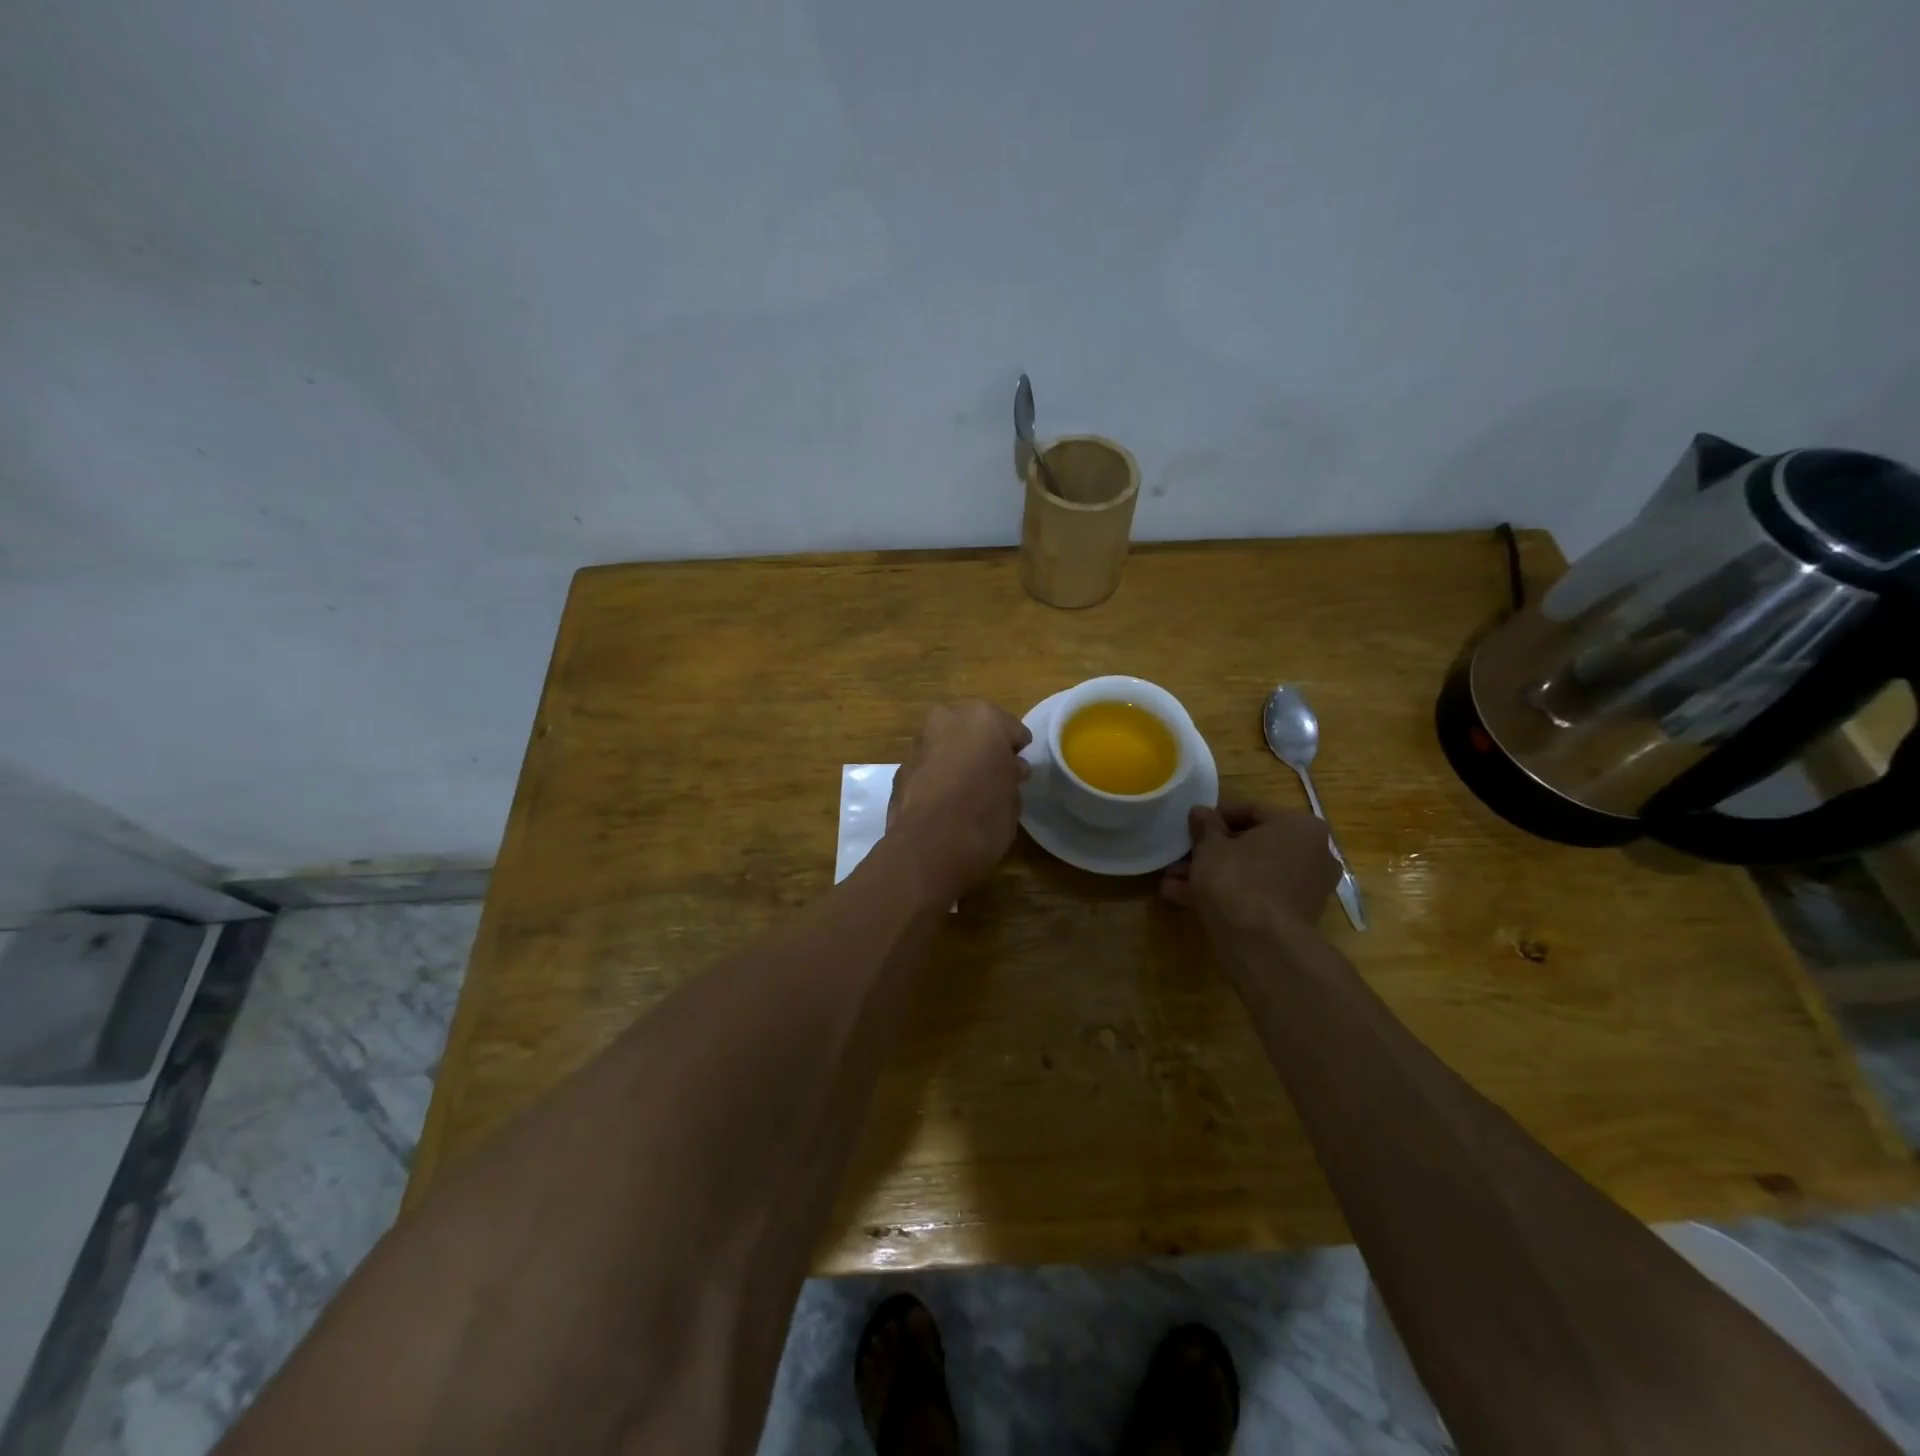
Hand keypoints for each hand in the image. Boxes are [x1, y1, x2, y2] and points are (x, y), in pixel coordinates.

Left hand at [886, 700, 1032, 900]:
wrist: (927, 847)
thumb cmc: (983, 817)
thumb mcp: (1013, 799)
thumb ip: (1011, 776)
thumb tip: (1010, 769)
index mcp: (984, 718)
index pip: (1012, 729)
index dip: (1016, 751)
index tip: (1018, 772)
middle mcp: (948, 718)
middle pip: (974, 728)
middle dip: (983, 747)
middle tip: (993, 775)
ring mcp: (920, 740)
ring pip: (947, 742)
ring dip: (957, 758)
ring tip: (967, 789)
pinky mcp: (900, 766)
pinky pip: (928, 764)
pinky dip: (936, 774)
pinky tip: (943, 800)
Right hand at [1161, 802, 1340, 932]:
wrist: (1261, 942)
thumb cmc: (1238, 879)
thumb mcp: (1210, 847)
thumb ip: (1205, 826)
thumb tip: (1200, 812)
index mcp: (1300, 827)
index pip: (1253, 811)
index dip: (1217, 816)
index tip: (1193, 825)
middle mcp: (1312, 853)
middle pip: (1252, 845)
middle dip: (1212, 850)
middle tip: (1182, 853)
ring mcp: (1305, 888)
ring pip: (1250, 872)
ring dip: (1212, 873)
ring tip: (1171, 878)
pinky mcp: (1293, 915)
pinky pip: (1255, 894)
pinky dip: (1226, 893)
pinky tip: (1183, 896)